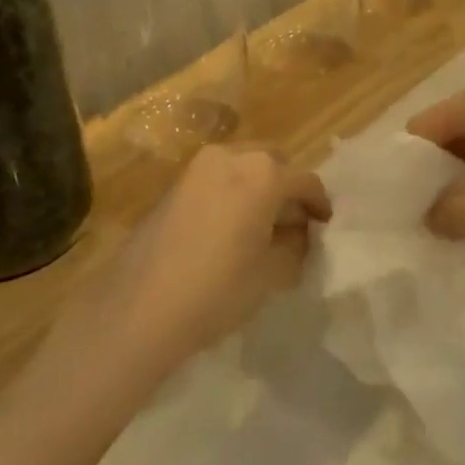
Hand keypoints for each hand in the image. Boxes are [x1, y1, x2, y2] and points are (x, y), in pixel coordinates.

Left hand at [104, 145, 330, 358]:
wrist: (140, 308)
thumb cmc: (218, 289)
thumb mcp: (273, 272)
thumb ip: (295, 244)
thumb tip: (296, 231)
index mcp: (263, 173)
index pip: (306, 181)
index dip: (320, 204)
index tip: (324, 225)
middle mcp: (230, 156)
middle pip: (273, 163)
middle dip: (287, 188)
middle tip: (292, 223)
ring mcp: (196, 168)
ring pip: (242, 167)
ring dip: (258, 189)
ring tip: (260, 226)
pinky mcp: (173, 185)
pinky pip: (216, 180)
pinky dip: (232, 194)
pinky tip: (229, 229)